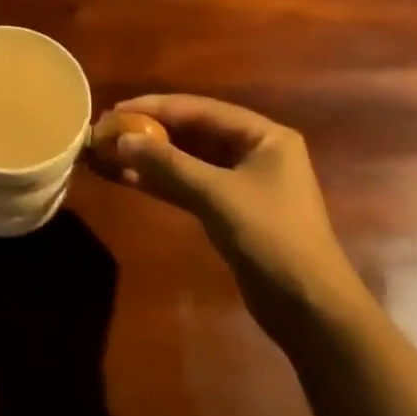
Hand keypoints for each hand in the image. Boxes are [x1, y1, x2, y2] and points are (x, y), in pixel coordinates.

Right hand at [101, 94, 361, 341]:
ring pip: (188, 160)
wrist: (309, 308)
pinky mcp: (230, 211)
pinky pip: (189, 185)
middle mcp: (254, 151)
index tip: (116, 110)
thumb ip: (168, 164)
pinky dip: (161, 181)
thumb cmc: (271, 238)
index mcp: (264, 136)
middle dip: (150, 132)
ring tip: (109, 153)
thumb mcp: (217, 195)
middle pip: (193, 132)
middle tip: (107, 131)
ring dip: (151, 157)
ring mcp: (242, 183)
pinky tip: (127, 178)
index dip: (155, 107)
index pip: (201, 109)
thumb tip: (121, 139)